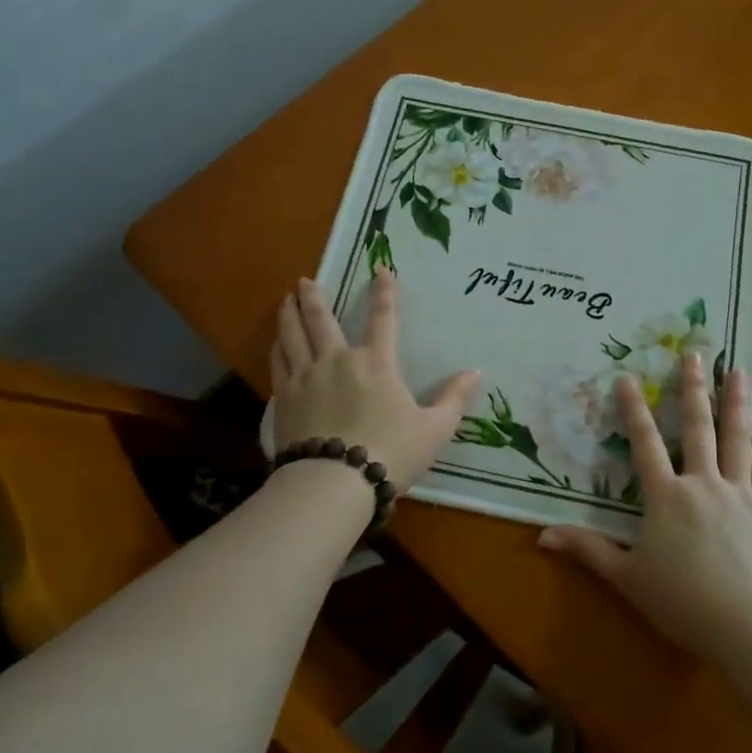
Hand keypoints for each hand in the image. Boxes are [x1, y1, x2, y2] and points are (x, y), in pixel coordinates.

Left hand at [270, 272, 480, 492]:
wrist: (333, 483)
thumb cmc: (390, 453)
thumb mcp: (434, 430)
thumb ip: (454, 399)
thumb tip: (475, 371)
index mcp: (376, 363)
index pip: (383, 318)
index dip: (384, 291)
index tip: (380, 268)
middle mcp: (338, 361)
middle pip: (321, 320)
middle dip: (314, 297)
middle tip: (305, 281)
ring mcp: (306, 378)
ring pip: (293, 336)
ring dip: (289, 315)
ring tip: (284, 300)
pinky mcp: (284, 399)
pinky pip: (278, 364)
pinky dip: (277, 348)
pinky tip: (276, 343)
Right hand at [538, 352, 751, 667]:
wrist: (747, 626)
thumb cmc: (681, 601)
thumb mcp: (627, 577)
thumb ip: (588, 550)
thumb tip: (542, 536)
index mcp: (666, 496)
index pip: (645, 443)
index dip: (634, 410)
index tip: (627, 377)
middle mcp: (702, 483)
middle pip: (697, 428)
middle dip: (693, 389)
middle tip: (694, 355)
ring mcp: (739, 493)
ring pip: (736, 438)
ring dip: (736, 402)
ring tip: (740, 370)